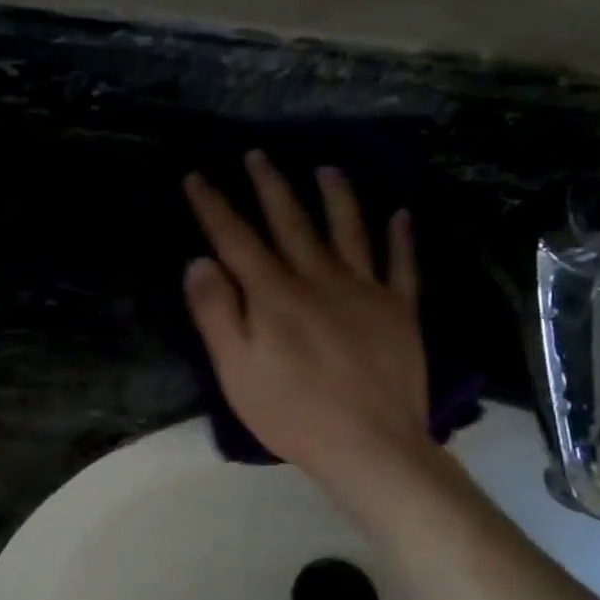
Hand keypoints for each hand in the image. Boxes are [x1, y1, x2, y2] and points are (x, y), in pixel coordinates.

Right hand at [183, 152, 431, 509]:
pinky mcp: (399, 311)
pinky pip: (402, 264)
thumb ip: (216, 313)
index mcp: (274, 296)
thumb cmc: (290, 412)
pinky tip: (400, 214)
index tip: (198, 176)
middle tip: (258, 155)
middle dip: (270, 187)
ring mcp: (365, 291)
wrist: (368, 444)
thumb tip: (200, 261)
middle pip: (292, 223)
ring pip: (349, 230)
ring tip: (327, 168)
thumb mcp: (235, 370)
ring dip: (336, 196)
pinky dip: (401, 237)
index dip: (215, 207)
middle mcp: (319, 279)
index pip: (237, 240)